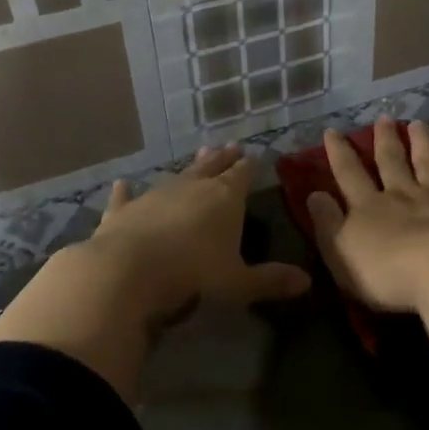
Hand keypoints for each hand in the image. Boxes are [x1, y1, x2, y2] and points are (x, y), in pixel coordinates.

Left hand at [90, 144, 311, 321]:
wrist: (128, 271)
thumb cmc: (193, 275)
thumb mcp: (239, 283)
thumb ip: (270, 280)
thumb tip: (306, 282)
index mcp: (224, 199)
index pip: (242, 176)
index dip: (249, 166)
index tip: (255, 155)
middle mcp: (191, 188)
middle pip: (211, 167)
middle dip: (223, 158)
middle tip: (230, 146)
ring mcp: (155, 195)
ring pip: (176, 175)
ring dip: (188, 167)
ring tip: (198, 156)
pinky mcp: (124, 211)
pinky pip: (127, 197)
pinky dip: (126, 191)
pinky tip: (122, 183)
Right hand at [306, 117, 428, 313]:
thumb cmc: (386, 272)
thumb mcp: (341, 252)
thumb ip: (327, 222)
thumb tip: (314, 193)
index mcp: (368, 207)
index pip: (348, 174)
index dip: (338, 153)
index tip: (332, 131)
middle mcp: (402, 195)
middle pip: (392, 162)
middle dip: (385, 139)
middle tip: (384, 118)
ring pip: (427, 164)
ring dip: (422, 143)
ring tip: (418, 123)